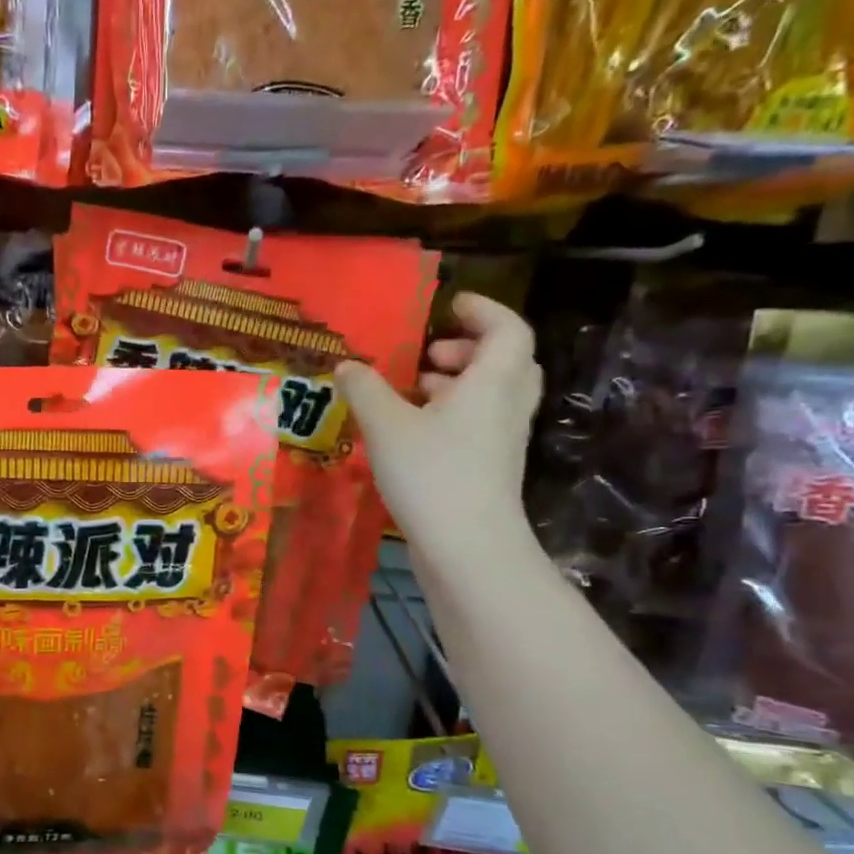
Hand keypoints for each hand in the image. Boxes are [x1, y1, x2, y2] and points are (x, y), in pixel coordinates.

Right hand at [335, 291, 541, 567]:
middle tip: (429, 354)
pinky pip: (479, 424)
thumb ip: (365, 389)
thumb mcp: (387, 426)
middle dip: (468, 349)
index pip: (507, 329)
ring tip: (414, 390)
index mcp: (492, 382)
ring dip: (458, 383)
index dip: (483, 310)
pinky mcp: (491, 470)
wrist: (468, 548)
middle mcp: (506, 406)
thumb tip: (347, 365)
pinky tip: (413, 431)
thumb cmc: (432, 474)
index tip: (450, 305)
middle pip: (505, 362)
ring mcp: (502, 441)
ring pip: (491, 396)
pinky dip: (453, 414)